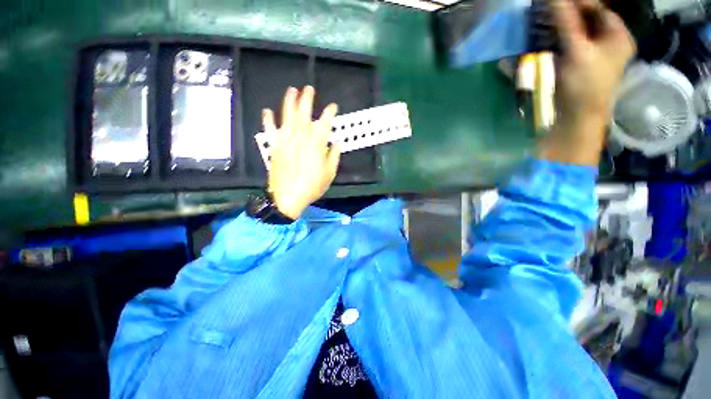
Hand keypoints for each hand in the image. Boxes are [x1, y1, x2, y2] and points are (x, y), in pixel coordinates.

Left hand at [263, 86, 339, 219]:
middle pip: (304, 113)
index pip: (325, 122)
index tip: (333, 106)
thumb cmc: (311, 187)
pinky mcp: (274, 146)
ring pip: (287, 116)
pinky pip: (270, 130)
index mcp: (316, 142)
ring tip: (291, 90)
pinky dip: (268, 120)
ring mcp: (286, 140)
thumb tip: (336, 142)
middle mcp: (301, 136)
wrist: (287, 197)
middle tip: (309, 88)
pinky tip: (266, 110)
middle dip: (307, 99)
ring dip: (289, 102)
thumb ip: (333, 156)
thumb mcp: (329, 173)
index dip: (330, 112)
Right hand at [540, 0, 635, 164]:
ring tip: (547, 13)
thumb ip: (564, 14)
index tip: (555, 3)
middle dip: (568, 5)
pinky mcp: (588, 46)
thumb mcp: (576, 47)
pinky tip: (551, 21)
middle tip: (549, 7)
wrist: (580, 117)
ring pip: (580, 14)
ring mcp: (600, 40)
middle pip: (588, 8)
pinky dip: (562, 19)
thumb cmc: (585, 86)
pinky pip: (575, 23)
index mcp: (619, 35)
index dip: (577, 1)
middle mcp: (612, 34)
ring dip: (562, 11)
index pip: (596, 4)